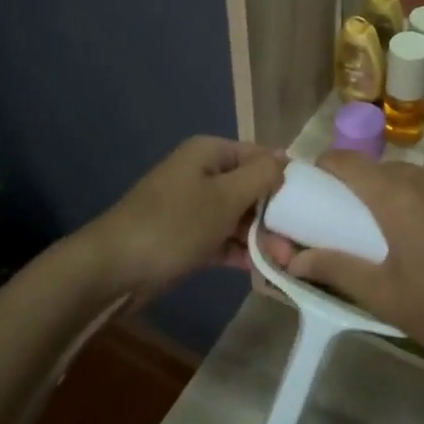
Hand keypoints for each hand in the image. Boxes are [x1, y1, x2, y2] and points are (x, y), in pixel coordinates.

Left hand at [80, 137, 283, 297]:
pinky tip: (263, 270)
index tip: (312, 203)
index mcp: (209, 153)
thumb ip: (261, 176)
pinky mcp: (183, 238)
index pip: (259, 155)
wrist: (111, 269)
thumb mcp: (225, 197)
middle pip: (249, 187)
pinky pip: (220, 238)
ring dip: (260, 236)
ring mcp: (190, 207)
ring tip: (285, 261)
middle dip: (274, 213)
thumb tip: (285, 162)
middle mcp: (200, 173)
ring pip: (236, 216)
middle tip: (297, 243)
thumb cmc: (174, 224)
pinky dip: (239, 251)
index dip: (285, 176)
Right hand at [260, 152, 423, 372]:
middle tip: (356, 226)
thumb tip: (294, 258)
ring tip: (403, 237)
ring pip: (419, 180)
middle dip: (363, 190)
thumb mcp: (386, 298)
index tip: (315, 190)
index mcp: (397, 197)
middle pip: (383, 171)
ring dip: (401, 197)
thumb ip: (338, 270)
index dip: (325, 169)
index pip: (347, 162)